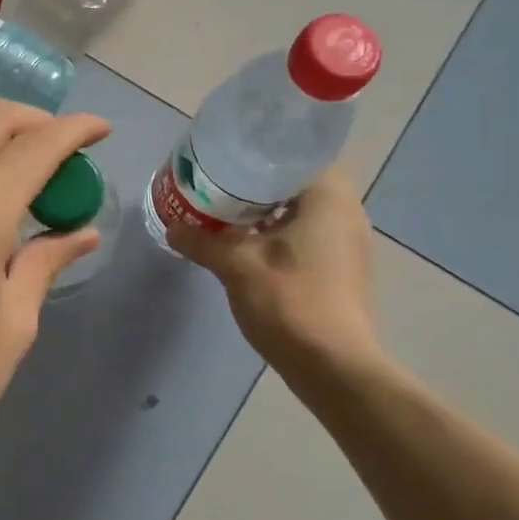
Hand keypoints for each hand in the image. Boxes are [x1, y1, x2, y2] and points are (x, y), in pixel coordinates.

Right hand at [169, 168, 383, 387]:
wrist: (334, 367)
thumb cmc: (290, 302)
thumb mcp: (236, 266)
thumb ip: (202, 241)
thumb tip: (172, 228)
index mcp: (329, 198)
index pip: (298, 153)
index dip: (260, 151)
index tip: (227, 156)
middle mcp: (346, 212)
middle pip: (295, 182)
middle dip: (255, 182)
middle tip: (216, 182)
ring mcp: (346, 243)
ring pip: (299, 210)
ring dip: (263, 210)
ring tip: (222, 210)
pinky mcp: (340, 268)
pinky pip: (304, 234)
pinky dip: (275, 232)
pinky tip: (243, 243)